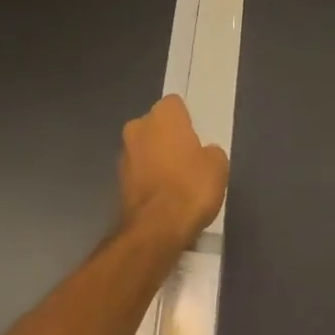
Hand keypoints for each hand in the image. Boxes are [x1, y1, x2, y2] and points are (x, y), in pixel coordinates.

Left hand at [118, 95, 227, 250]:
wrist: (155, 230)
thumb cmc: (191, 187)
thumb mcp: (218, 165)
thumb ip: (209, 151)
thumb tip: (203, 154)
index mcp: (163, 115)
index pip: (175, 105)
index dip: (186, 120)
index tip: (196, 138)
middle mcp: (138, 127)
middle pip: (156, 126)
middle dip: (167, 138)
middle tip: (187, 159)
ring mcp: (124, 154)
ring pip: (144, 149)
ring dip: (156, 159)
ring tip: (176, 183)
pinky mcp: (117, 181)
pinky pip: (138, 172)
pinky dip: (148, 180)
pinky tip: (163, 198)